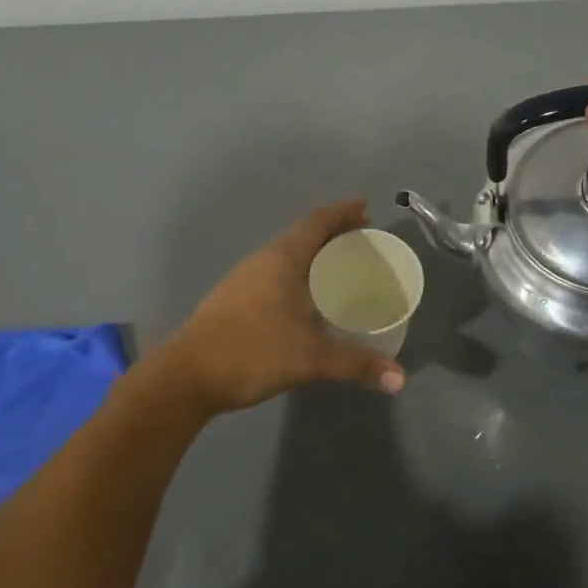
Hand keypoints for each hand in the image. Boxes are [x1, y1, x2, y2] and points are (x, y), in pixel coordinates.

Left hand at [166, 199, 406, 414]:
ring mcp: (244, 279)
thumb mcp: (310, 358)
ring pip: (287, 256)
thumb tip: (400, 378)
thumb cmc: (251, 352)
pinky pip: (275, 274)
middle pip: (302, 235)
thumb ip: (356, 364)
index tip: (366, 208)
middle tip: (362, 241)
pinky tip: (306, 300)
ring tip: (340, 269)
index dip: (342, 213)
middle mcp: (262, 260)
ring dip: (314, 255)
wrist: (186, 376)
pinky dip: (298, 275)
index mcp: (281, 259)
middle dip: (333, 234)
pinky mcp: (235, 300)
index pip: (317, 222)